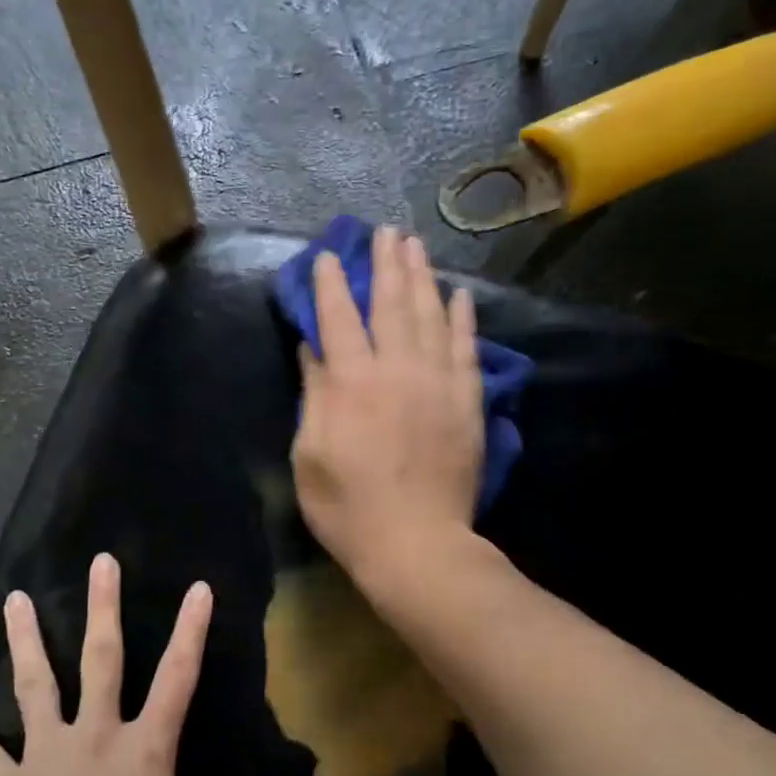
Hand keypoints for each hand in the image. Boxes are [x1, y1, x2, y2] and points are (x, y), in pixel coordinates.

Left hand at [0, 553, 241, 775]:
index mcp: (144, 754)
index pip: (178, 680)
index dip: (190, 632)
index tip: (198, 588)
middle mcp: (95, 738)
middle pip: (101, 659)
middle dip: (103, 607)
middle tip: (100, 562)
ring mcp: (45, 756)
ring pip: (37, 685)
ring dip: (25, 641)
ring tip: (13, 600)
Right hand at [292, 225, 483, 580]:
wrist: (416, 544)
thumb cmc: (347, 507)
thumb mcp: (310, 454)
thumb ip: (314, 394)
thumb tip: (313, 348)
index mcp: (352, 382)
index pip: (339, 318)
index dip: (330, 284)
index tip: (327, 257)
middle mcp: (397, 370)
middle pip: (391, 304)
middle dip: (386, 264)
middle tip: (386, 232)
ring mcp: (437, 383)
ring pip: (431, 316)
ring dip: (422, 277)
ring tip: (416, 247)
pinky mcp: (466, 402)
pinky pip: (466, 348)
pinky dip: (462, 318)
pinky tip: (459, 295)